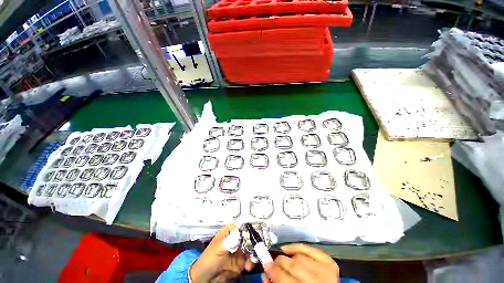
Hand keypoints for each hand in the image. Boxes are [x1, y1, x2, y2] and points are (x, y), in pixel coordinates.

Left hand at [190, 223, 254, 282]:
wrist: (205, 279)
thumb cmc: (208, 260)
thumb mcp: (219, 248)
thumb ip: (230, 241)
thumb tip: (241, 233)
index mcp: (229, 231)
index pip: (242, 226)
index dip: (249, 229)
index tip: (254, 234)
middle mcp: (236, 239)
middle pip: (249, 237)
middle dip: (253, 243)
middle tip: (256, 250)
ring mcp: (239, 250)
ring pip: (251, 248)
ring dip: (253, 254)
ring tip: (250, 262)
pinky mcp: (242, 262)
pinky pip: (250, 259)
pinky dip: (252, 262)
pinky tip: (248, 267)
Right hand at [263, 244, 338, 282]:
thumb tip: (266, 274)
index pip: (284, 278)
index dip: (272, 270)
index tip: (266, 265)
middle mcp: (320, 282)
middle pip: (293, 265)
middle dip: (279, 262)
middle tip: (273, 262)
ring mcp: (327, 272)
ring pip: (300, 256)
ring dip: (289, 257)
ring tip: (285, 261)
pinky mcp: (330, 264)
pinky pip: (311, 249)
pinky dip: (299, 247)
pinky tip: (291, 249)